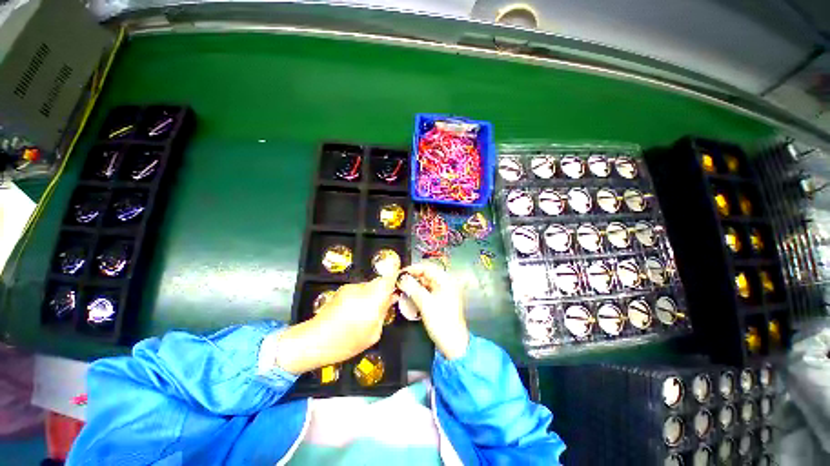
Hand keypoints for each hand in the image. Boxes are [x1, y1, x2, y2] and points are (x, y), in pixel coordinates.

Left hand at [275, 274, 397, 373]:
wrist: (314, 341)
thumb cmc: (348, 341)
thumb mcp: (373, 333)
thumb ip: (384, 313)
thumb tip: (390, 299)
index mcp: (373, 297)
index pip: (390, 278)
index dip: (397, 277)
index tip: (401, 285)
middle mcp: (362, 287)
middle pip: (380, 281)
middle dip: (384, 290)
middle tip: (384, 305)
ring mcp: (350, 287)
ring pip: (369, 286)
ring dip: (372, 294)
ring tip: (366, 312)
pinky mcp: (341, 290)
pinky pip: (358, 290)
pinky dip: (361, 297)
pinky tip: (354, 312)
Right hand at [397, 262, 469, 359]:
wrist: (453, 344)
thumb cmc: (441, 322)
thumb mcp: (425, 304)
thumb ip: (413, 288)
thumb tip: (401, 278)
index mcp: (446, 281)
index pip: (428, 267)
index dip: (413, 268)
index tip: (400, 273)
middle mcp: (445, 284)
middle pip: (426, 274)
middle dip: (412, 277)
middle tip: (398, 281)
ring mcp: (443, 292)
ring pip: (425, 283)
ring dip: (414, 284)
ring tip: (401, 288)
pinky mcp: (440, 300)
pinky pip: (427, 291)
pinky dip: (417, 292)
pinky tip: (409, 295)